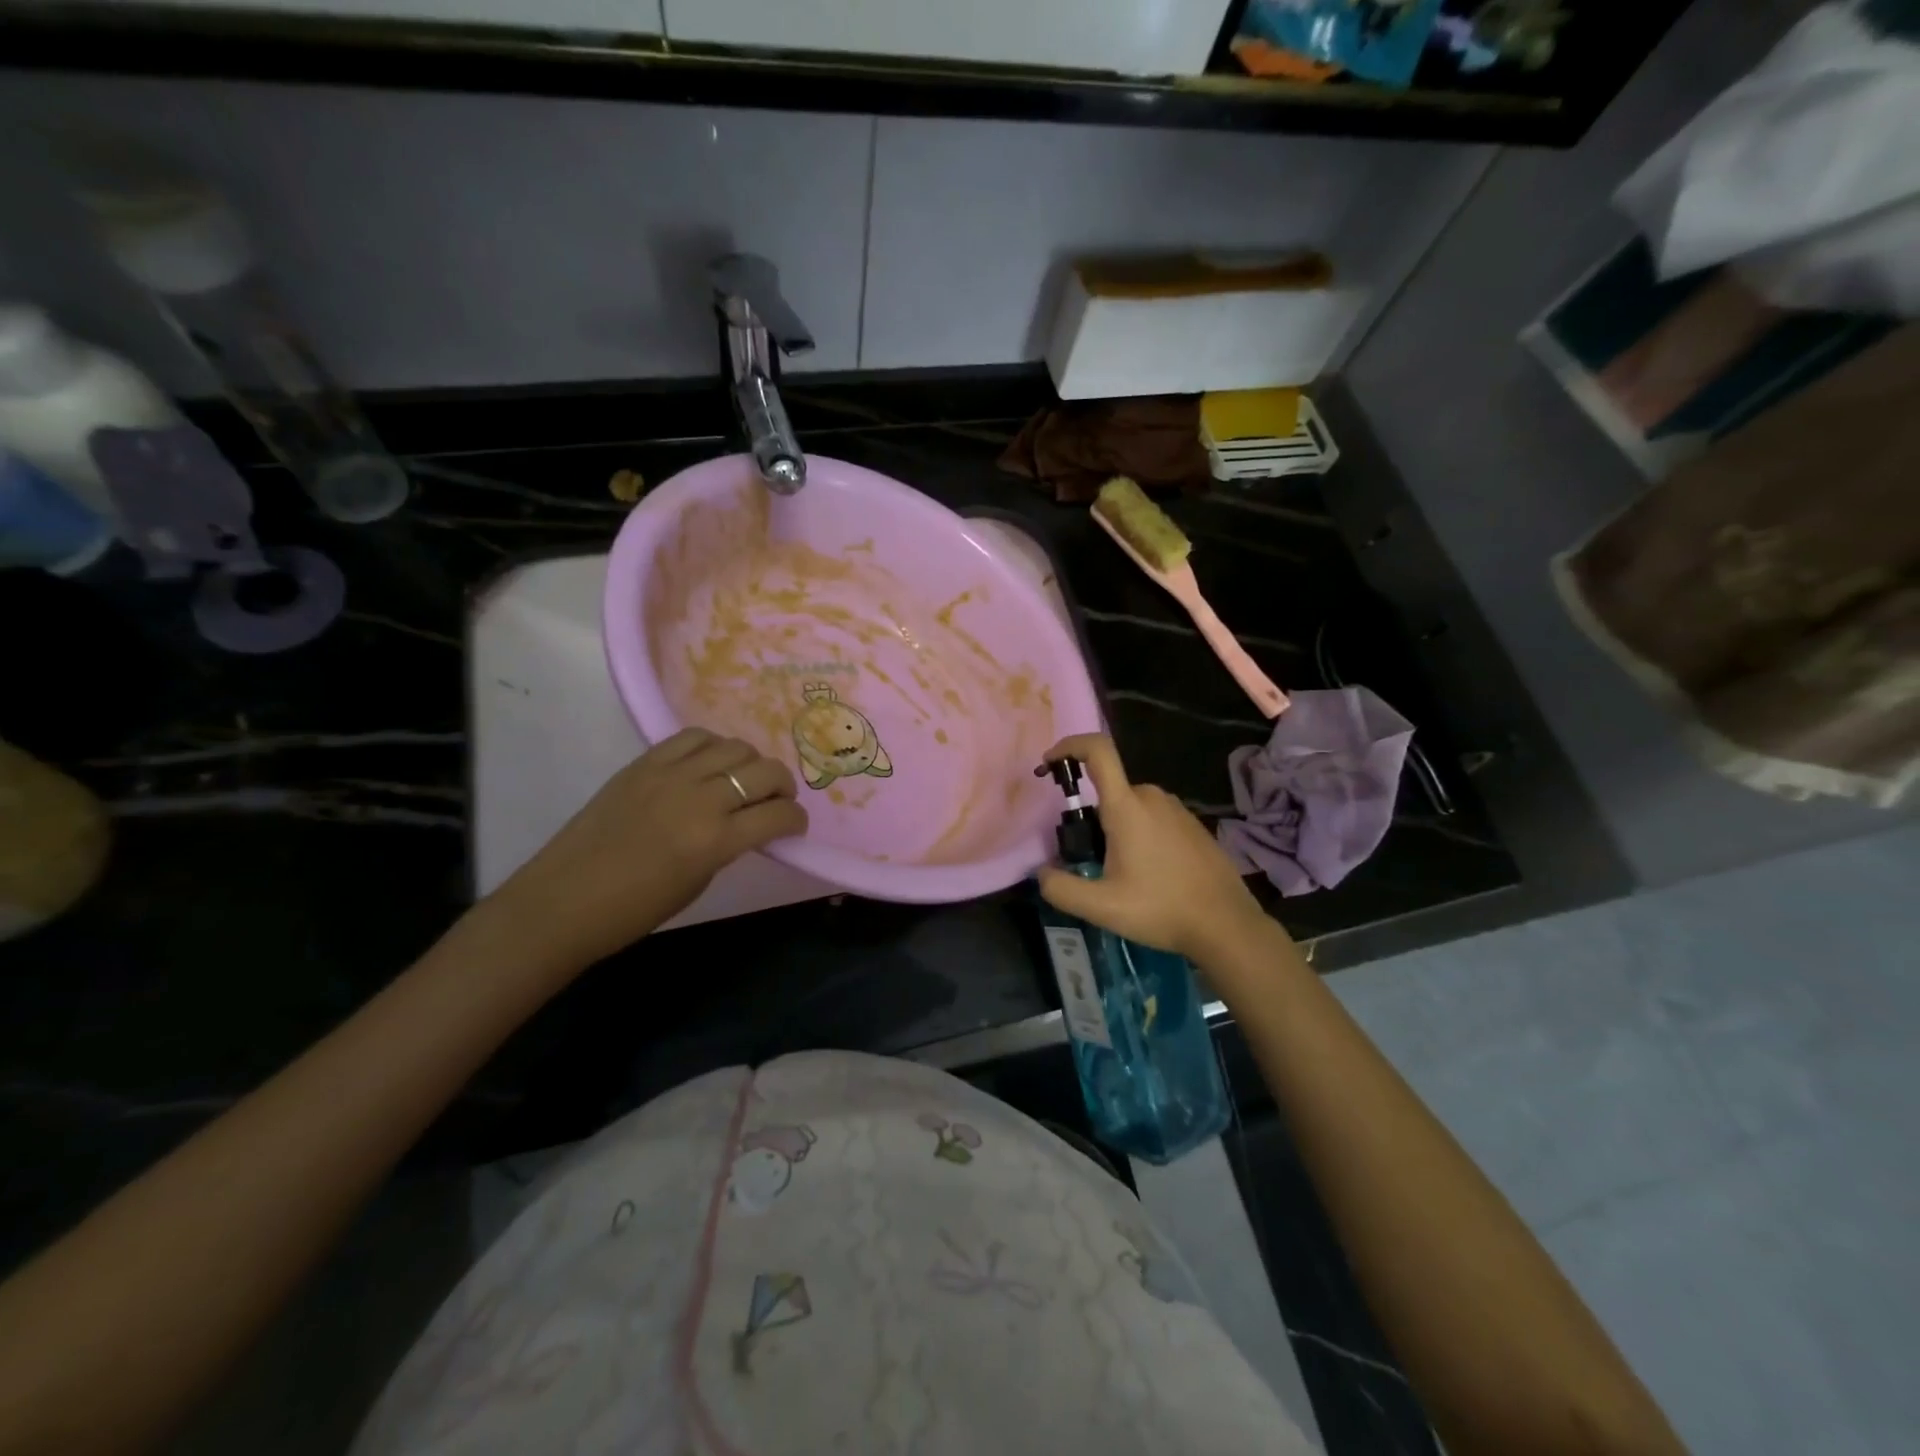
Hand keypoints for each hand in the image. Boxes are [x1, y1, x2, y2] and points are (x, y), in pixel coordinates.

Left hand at [486, 729, 806, 969]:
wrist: (563, 901)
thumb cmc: (635, 909)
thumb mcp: (698, 881)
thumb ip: (729, 846)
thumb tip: (749, 823)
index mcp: (716, 840)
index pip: (779, 815)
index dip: (796, 820)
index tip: (794, 826)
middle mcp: (699, 798)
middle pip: (765, 771)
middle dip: (782, 787)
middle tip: (776, 801)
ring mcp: (670, 774)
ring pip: (734, 747)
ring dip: (750, 764)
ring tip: (742, 779)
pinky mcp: (644, 763)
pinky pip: (693, 737)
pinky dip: (713, 747)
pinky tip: (709, 764)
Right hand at [1037, 734, 1267, 964]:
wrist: (1226, 925)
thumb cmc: (1161, 909)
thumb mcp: (1102, 907)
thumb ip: (1061, 889)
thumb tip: (1041, 873)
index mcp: (1127, 807)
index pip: (1098, 751)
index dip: (1069, 746)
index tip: (1050, 763)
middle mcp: (1152, 797)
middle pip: (1110, 789)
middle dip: (1093, 817)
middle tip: (1090, 859)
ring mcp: (1177, 809)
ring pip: (1132, 805)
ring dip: (1117, 829)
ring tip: (1121, 874)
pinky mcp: (1193, 824)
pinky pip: (1154, 817)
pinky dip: (1141, 835)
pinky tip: (1150, 874)